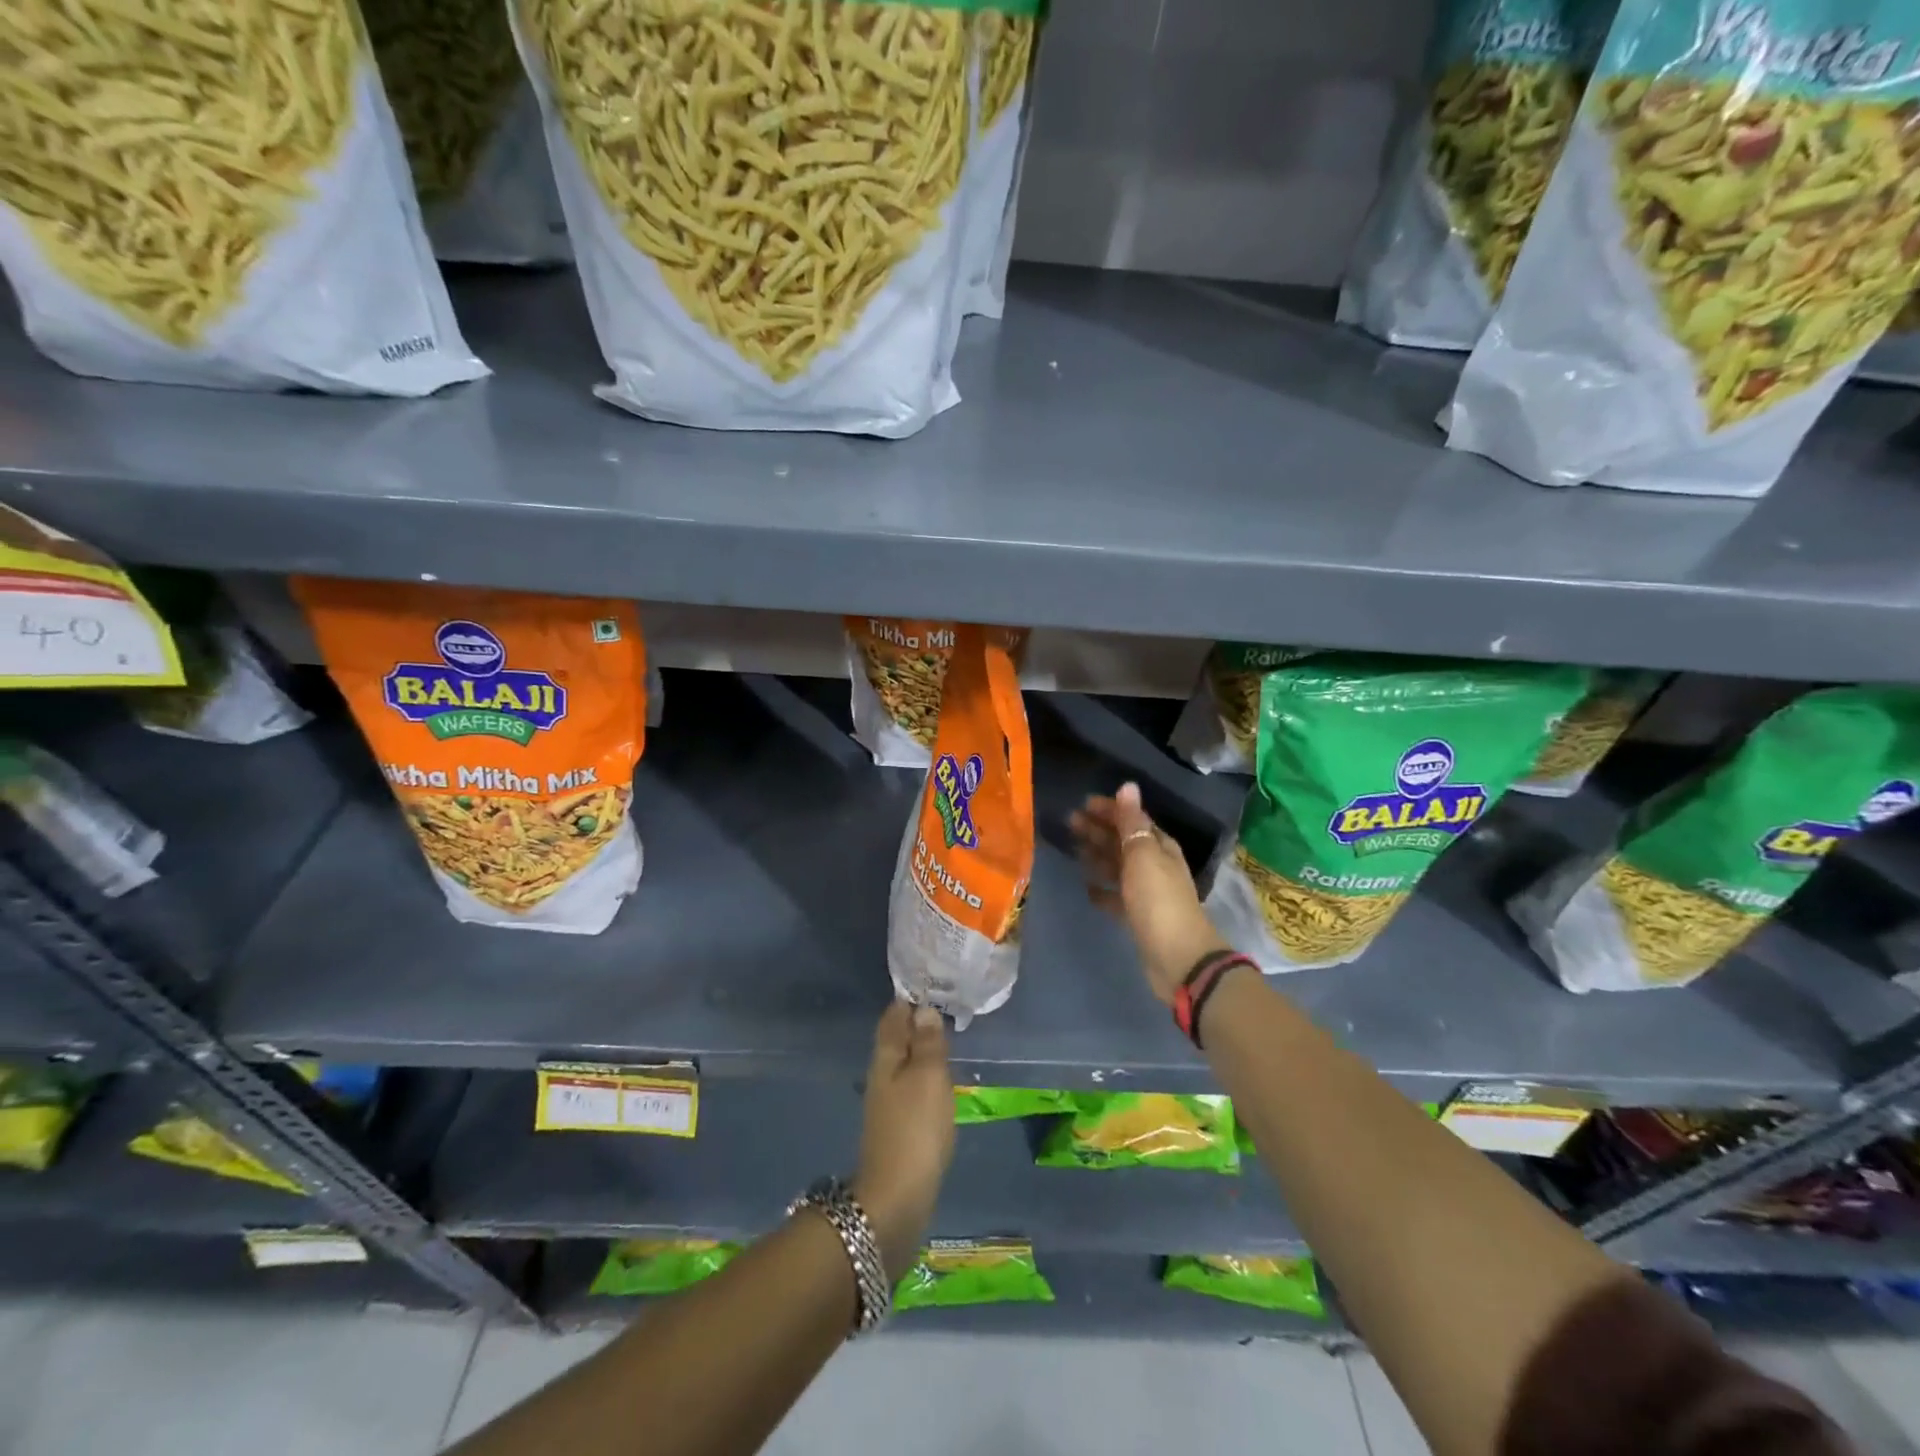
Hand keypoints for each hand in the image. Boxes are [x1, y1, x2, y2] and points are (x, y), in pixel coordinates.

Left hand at [852, 1001, 953, 1280]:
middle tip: (942, 1005)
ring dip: (920, 1049)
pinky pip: (911, 1088)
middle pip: (896, 1038)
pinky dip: (923, 1076)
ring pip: (903, 1063)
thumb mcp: (929, 1077)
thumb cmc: (915, 1129)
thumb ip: (928, 1042)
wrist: (896, 1200)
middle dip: (915, 1022)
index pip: (894, 1016)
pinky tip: (938, 1081)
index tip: (929, 981)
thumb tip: (923, 1008)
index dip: (909, 998)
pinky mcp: (897, 1128)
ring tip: (944, 1038)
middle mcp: (881, 1075)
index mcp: (886, 1057)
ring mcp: (887, 1103)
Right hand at [1071, 782, 1228, 1005]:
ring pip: (1118, 867)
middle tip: (1069, 823)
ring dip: (1098, 856)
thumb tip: (1127, 785)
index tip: (1082, 804)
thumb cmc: (1158, 900)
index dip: (1110, 810)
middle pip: (1123, 842)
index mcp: (1160, 847)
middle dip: (1098, 830)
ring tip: (1074, 849)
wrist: (1178, 957)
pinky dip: (1103, 890)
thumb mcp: (1143, 856)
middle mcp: (1155, 866)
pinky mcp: (1137, 917)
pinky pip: (1116, 897)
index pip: (1133, 820)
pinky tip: (1087, 888)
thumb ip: (1131, 822)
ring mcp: (1147, 893)